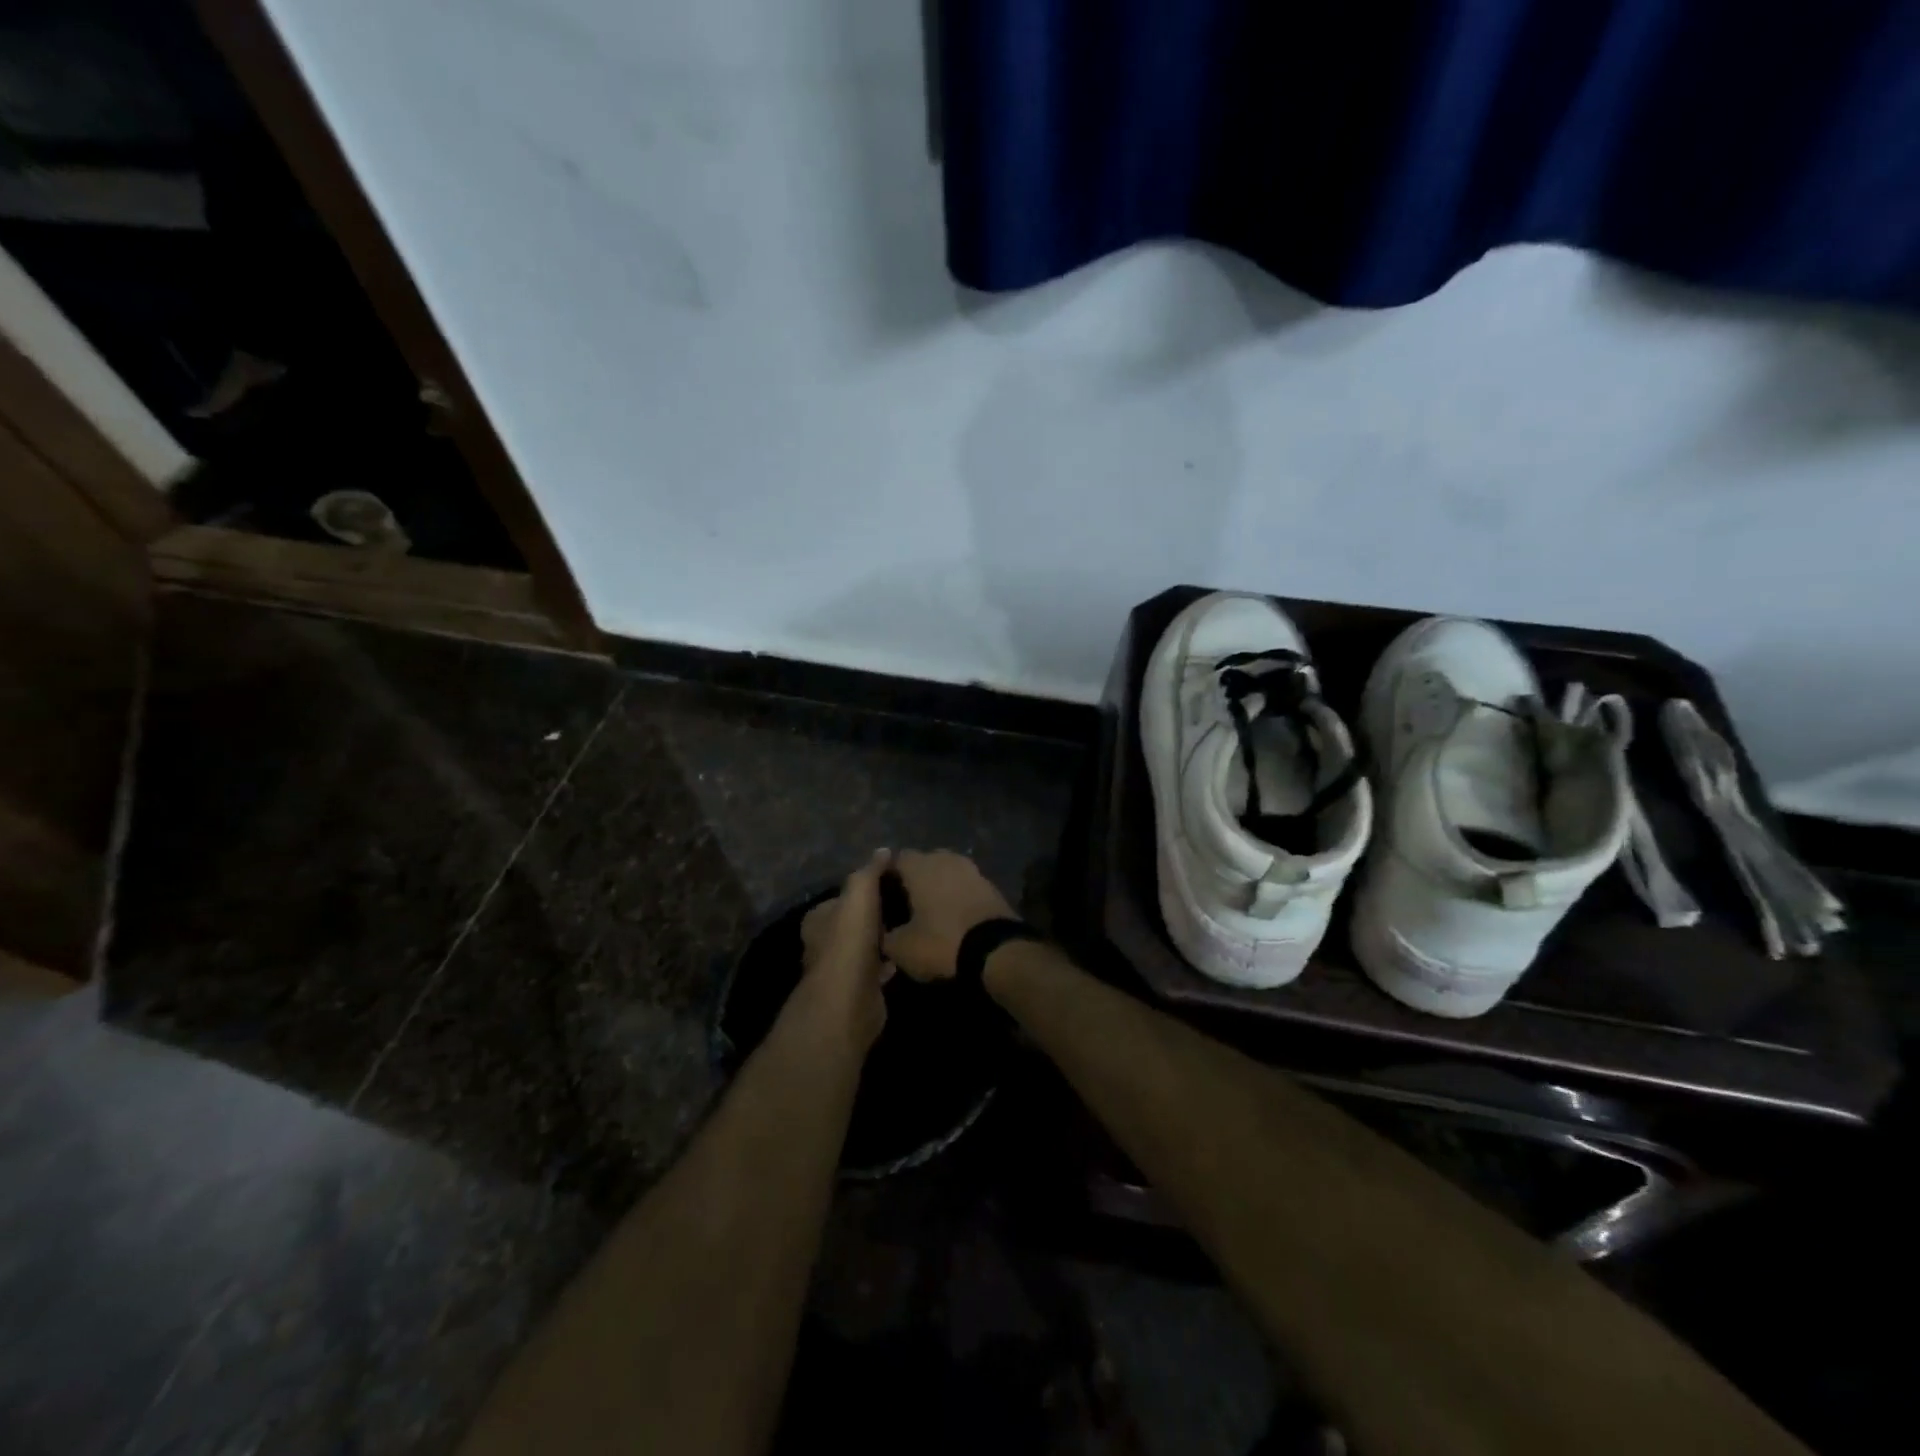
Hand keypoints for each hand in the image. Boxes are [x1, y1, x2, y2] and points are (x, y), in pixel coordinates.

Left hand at [797, 850, 894, 1050]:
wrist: (849, 1000)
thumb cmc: (849, 941)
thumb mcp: (860, 894)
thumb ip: (870, 872)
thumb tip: (883, 851)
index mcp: (818, 919)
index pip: (841, 897)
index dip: (864, 889)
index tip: (890, 882)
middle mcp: (824, 943)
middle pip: (853, 922)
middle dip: (875, 914)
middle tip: (905, 903)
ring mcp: (841, 969)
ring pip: (865, 946)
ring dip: (883, 939)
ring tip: (910, 926)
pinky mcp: (859, 989)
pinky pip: (877, 969)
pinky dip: (889, 962)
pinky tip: (907, 954)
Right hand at [880, 850, 1014, 981]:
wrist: (997, 950)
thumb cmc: (942, 941)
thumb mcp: (902, 948)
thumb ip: (886, 936)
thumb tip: (884, 934)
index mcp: (920, 866)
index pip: (896, 859)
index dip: (886, 876)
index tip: (881, 896)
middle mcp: (946, 859)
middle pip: (923, 863)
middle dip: (914, 880)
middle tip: (905, 905)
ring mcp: (972, 870)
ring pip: (947, 873)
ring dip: (938, 887)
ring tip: (930, 912)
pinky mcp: (991, 886)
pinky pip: (965, 886)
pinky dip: (957, 897)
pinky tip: (953, 917)